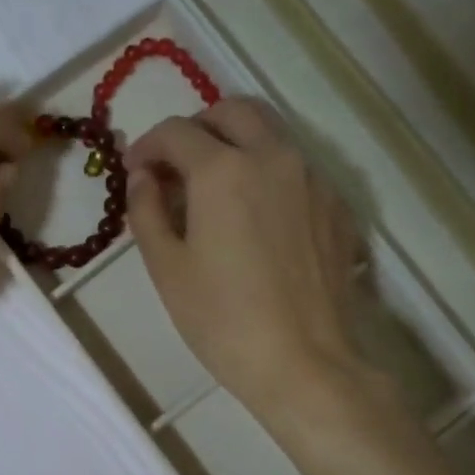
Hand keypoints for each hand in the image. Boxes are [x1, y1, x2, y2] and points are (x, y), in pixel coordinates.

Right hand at [126, 99, 361, 418]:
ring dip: (236, 144)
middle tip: (177, 167)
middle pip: (233, 111)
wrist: (304, 363)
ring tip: (216, 189)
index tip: (136, 172)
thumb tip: (143, 177)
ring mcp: (314, 178)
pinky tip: (257, 217)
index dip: (147, 146)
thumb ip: (146, 211)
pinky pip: (297, 168)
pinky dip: (269, 172)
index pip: (176, 132)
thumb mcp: (167, 268)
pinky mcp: (338, 206)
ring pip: (271, 134)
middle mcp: (274, 157)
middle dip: (197, 128)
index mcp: (224, 170)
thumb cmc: (223, 320)